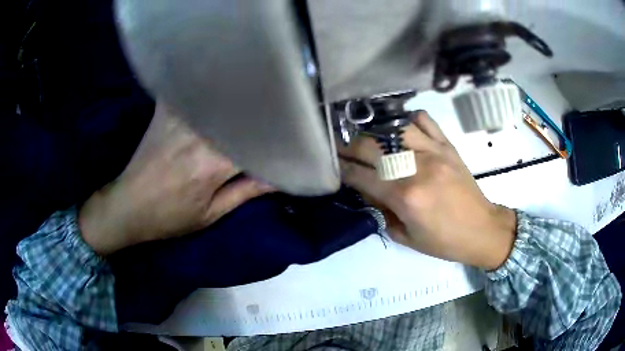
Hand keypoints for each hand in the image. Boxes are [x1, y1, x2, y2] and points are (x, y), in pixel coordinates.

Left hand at [79, 103, 273, 254]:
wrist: (128, 206)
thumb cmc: (170, 217)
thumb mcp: (211, 214)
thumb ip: (246, 192)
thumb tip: (280, 178)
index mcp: (212, 164)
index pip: (257, 139)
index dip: (277, 132)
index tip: (291, 129)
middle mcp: (198, 135)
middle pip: (240, 111)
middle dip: (261, 108)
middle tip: (279, 102)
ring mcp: (179, 119)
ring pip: (219, 96)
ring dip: (237, 93)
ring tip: (255, 87)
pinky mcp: (165, 112)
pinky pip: (191, 89)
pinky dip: (206, 84)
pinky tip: (218, 77)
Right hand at [339, 111, 516, 269]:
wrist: (481, 230)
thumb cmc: (444, 242)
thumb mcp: (406, 237)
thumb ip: (382, 213)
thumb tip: (366, 191)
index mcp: (405, 197)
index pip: (362, 176)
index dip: (342, 169)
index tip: (332, 164)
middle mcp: (417, 169)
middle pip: (372, 146)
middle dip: (350, 147)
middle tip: (342, 149)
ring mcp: (434, 152)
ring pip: (395, 128)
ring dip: (376, 132)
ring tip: (369, 139)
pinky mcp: (447, 146)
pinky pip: (425, 120)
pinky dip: (409, 121)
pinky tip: (402, 131)